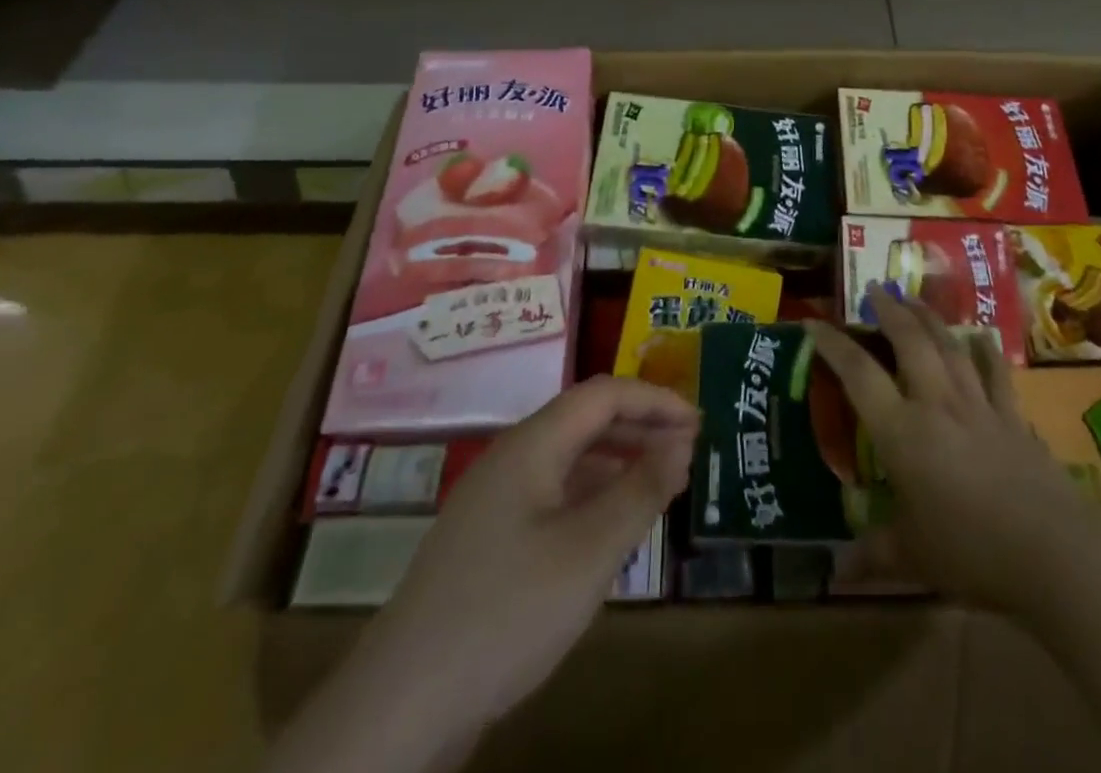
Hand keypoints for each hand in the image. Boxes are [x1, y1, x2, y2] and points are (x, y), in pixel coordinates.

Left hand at [382, 375, 697, 721]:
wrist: (401, 707)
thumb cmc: (506, 613)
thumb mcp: (589, 552)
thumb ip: (640, 491)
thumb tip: (682, 443)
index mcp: (531, 445)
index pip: (602, 395)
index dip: (654, 400)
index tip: (699, 423)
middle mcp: (511, 459)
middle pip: (584, 420)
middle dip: (640, 427)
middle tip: (689, 452)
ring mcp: (495, 501)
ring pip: (569, 459)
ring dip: (618, 461)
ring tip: (661, 484)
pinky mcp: (489, 541)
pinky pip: (553, 495)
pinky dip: (592, 496)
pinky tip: (612, 527)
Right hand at [805, 287, 1100, 620]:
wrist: (1054, 554)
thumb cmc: (971, 552)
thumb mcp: (912, 557)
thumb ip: (873, 555)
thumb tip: (835, 573)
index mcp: (902, 432)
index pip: (858, 374)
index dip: (833, 345)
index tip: (813, 321)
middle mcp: (937, 404)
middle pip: (910, 341)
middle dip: (890, 309)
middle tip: (875, 288)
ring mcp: (979, 405)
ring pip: (950, 346)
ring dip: (930, 318)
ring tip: (915, 299)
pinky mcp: (1013, 417)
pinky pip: (996, 373)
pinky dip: (986, 351)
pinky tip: (982, 336)